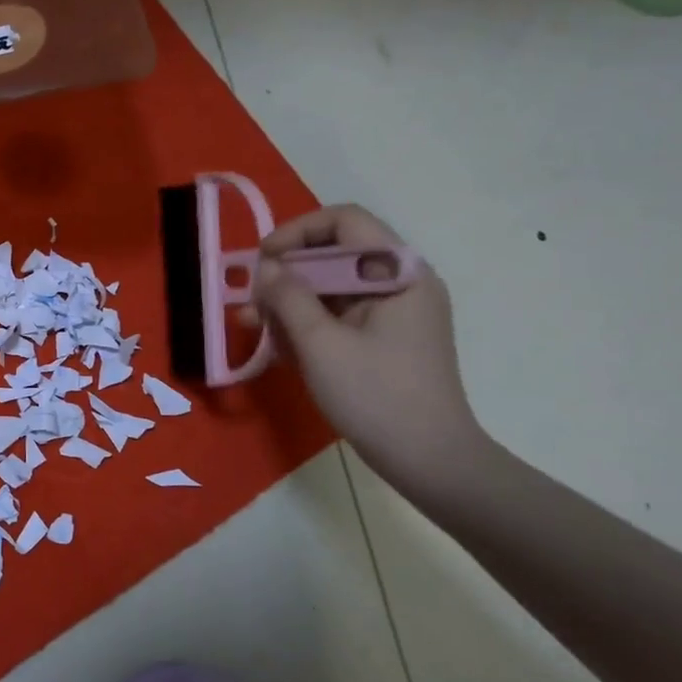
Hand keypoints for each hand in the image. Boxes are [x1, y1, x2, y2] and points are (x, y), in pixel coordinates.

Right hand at [253, 205, 488, 495]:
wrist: (430, 460)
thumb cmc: (376, 396)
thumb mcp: (320, 344)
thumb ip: (288, 298)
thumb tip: (265, 268)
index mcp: (399, 273)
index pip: (345, 221)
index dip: (297, 232)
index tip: (263, 261)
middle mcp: (401, 282)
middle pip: (335, 254)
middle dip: (287, 274)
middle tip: (251, 302)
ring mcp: (395, 311)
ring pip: (332, 286)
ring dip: (290, 302)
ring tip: (253, 327)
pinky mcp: (386, 337)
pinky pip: (339, 314)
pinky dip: (308, 323)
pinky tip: (280, 347)